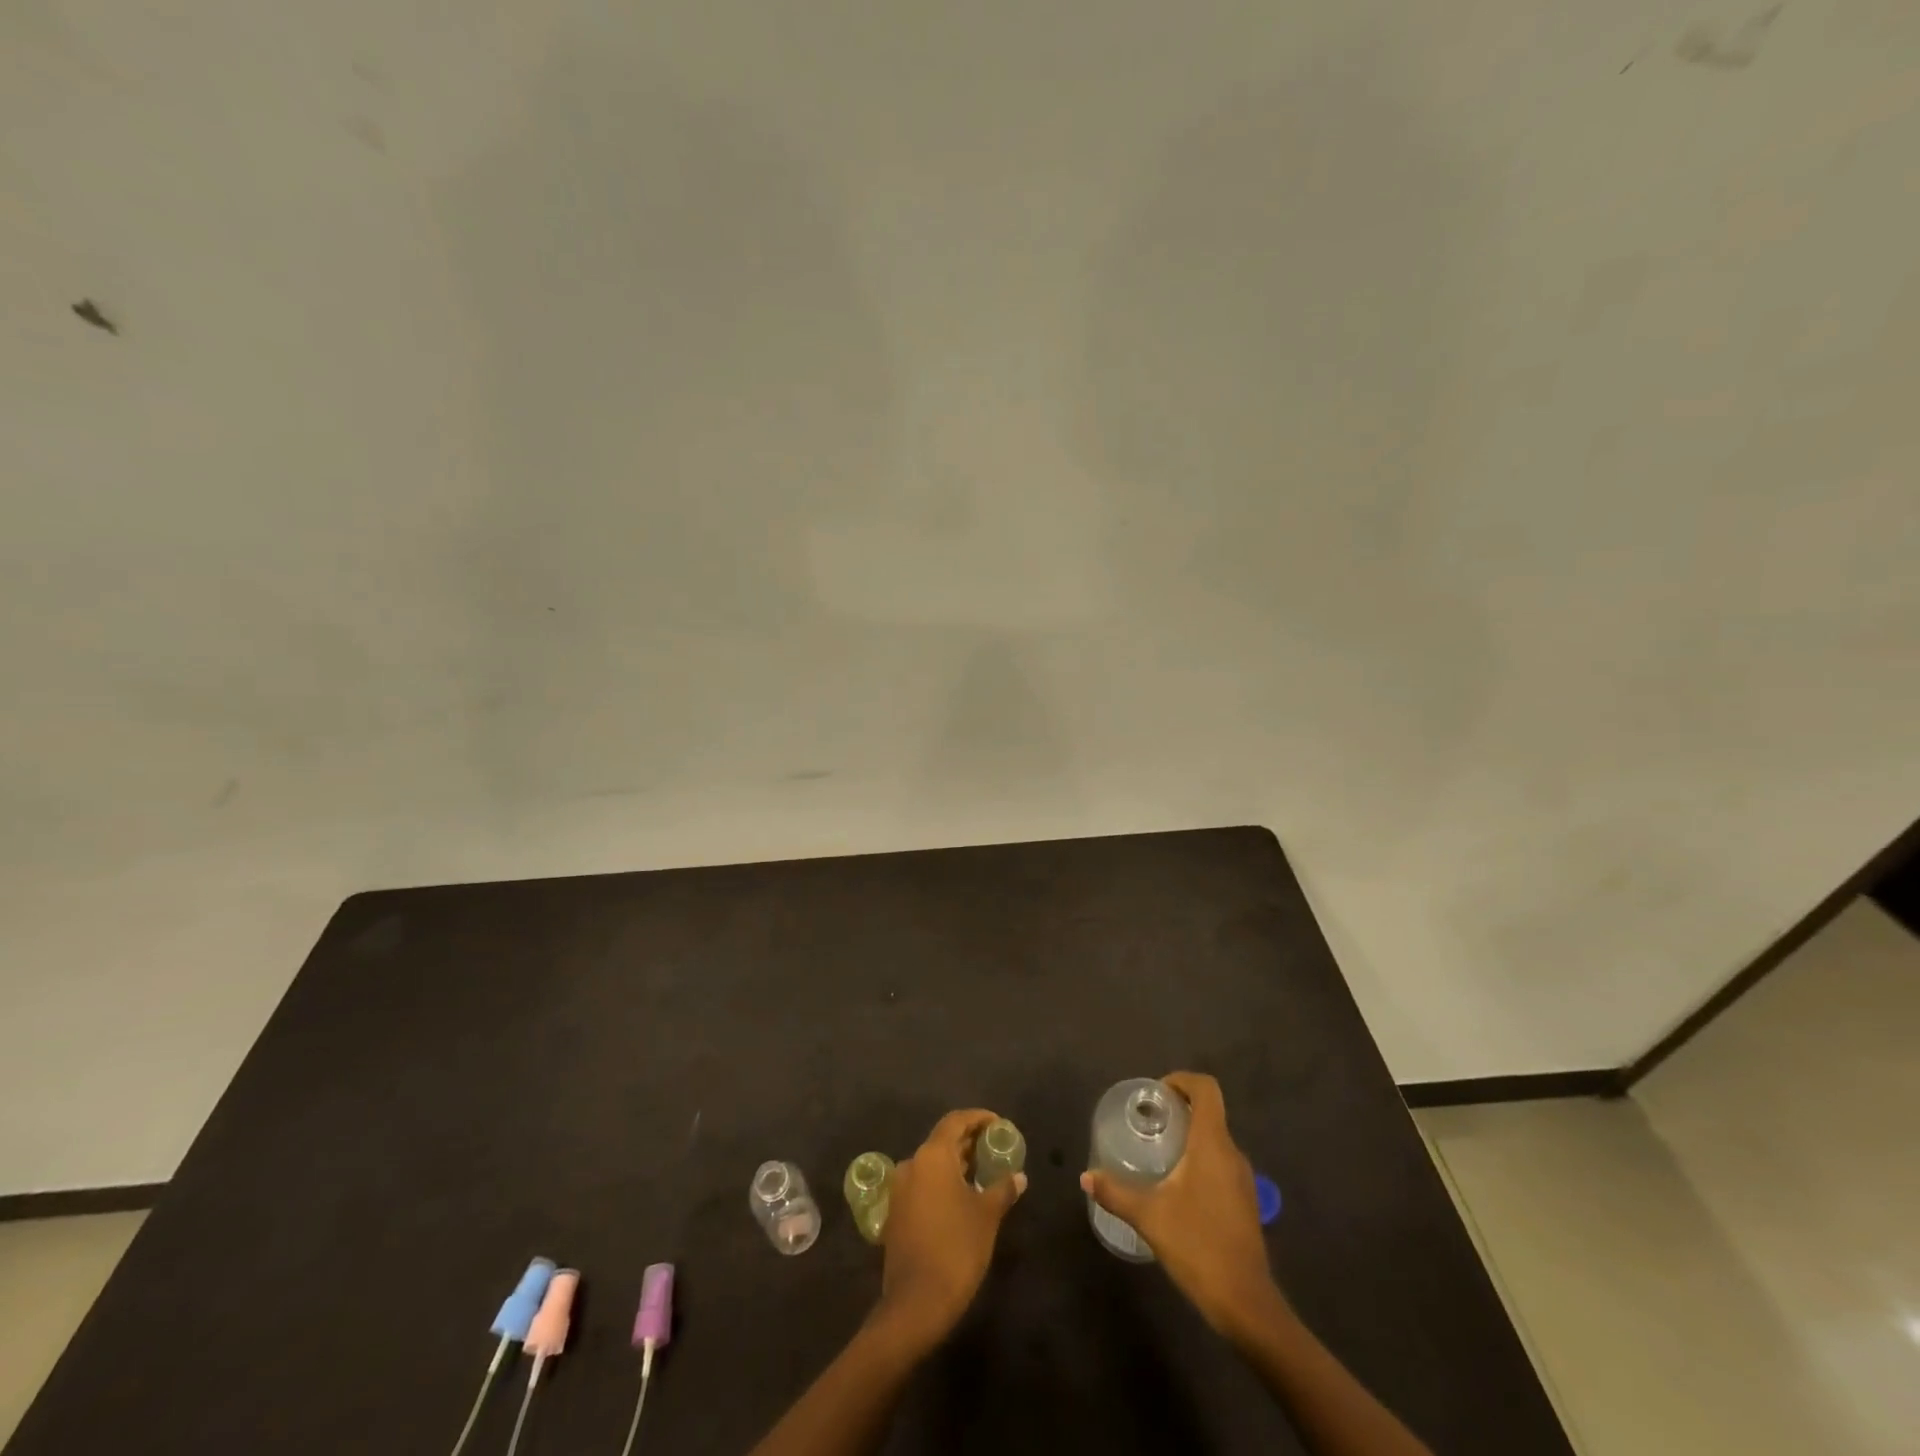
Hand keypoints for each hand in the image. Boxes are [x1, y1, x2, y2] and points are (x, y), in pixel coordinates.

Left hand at [873, 1109, 1026, 1350]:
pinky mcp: (896, 1212)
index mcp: (932, 1156)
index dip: (978, 1118)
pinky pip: (923, 1183)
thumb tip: (1019, 1177)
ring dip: (957, 1163)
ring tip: (983, 1172)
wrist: (916, 1303)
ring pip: (932, 1163)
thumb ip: (1003, 1189)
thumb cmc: (956, 1248)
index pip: (955, 1122)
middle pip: (942, 1141)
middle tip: (994, 1148)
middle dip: (969, 1141)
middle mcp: (912, 1164)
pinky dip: (943, 1181)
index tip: (998, 1124)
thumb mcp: (987, 1216)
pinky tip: (962, 1197)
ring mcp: (900, 1189)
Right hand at [1080, 1072, 1282, 1338]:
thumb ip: (1116, 1192)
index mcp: (1212, 1144)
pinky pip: (1221, 1163)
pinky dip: (1200, 1160)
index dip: (1182, 1080)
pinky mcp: (1245, 1202)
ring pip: (1215, 1139)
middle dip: (1180, 1109)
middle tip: (1149, 1123)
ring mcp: (1243, 1179)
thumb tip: (1086, 1176)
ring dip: (1190, 1136)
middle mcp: (1232, 1153)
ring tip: (1158, 1153)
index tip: (1156, 1094)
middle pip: (1210, 1112)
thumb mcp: (1149, 1216)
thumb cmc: (1197, 1246)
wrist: (1246, 1304)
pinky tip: (1177, 1187)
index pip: (1206, 1089)